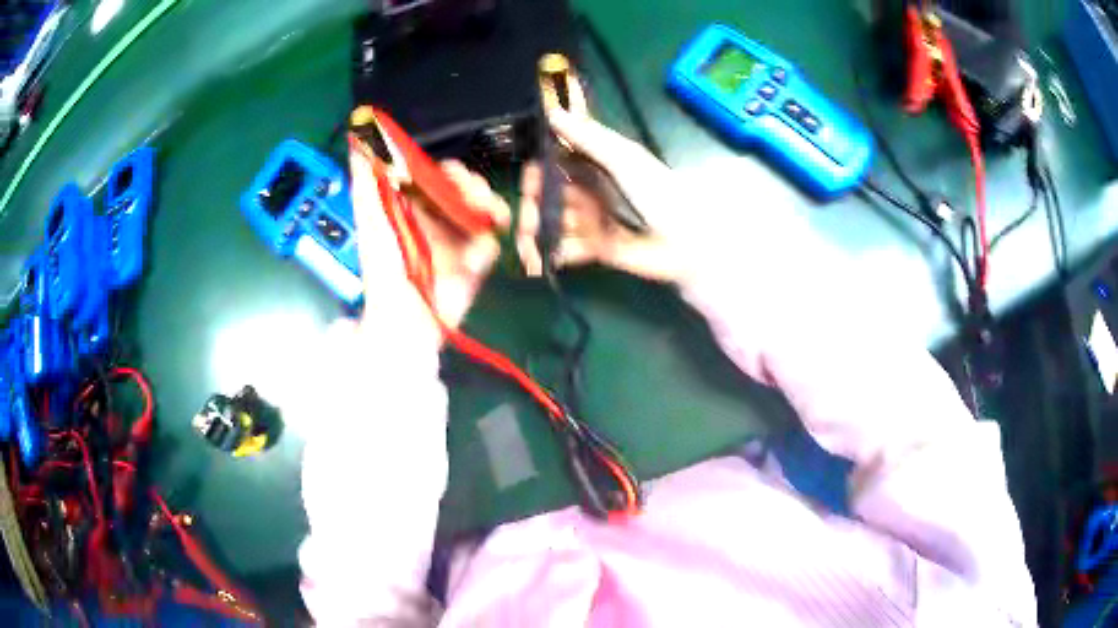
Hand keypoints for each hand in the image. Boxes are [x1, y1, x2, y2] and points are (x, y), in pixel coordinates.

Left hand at [349, 148, 509, 329]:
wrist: (403, 317)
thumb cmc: (382, 268)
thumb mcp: (370, 219)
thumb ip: (365, 180)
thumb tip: (355, 138)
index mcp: (414, 208)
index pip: (437, 178)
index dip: (448, 171)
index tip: (451, 173)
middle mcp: (438, 219)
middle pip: (466, 189)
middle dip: (473, 185)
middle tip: (471, 194)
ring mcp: (458, 240)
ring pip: (484, 209)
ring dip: (489, 205)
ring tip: (486, 214)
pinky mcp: (475, 262)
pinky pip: (490, 241)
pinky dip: (487, 242)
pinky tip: (476, 251)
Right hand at [516, 106, 690, 283]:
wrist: (685, 242)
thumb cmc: (660, 193)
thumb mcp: (624, 159)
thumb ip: (590, 138)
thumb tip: (553, 112)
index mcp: (595, 164)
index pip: (555, 161)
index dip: (538, 168)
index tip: (529, 175)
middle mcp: (588, 190)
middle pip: (548, 194)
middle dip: (533, 204)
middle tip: (530, 214)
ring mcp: (590, 221)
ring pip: (552, 222)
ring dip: (536, 231)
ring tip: (532, 244)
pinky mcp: (594, 249)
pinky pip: (565, 249)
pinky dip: (551, 254)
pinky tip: (541, 260)